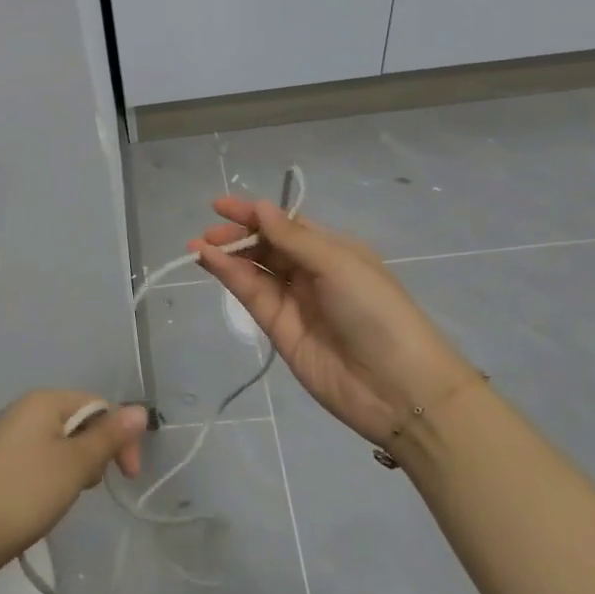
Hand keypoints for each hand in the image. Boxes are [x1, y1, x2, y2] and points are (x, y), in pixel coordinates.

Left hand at [0, 390, 146, 582]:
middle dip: (96, 453)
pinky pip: (40, 459)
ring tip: (66, 497)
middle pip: (80, 422)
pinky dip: (52, 477)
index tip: (127, 477)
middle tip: (89, 488)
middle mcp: (26, 410)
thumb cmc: (22, 493)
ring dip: (75, 468)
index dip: (120, 437)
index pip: (99, 405)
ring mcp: (9, 436)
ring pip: (61, 444)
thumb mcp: (74, 465)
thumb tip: (140, 409)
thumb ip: (108, 437)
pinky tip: (45, 502)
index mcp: (44, 400)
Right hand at [193, 199, 476, 445]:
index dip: (255, 214)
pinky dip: (231, 277)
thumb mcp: (338, 265)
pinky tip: (211, 262)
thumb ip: (293, 238)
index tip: (220, 206)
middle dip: (237, 236)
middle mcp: (312, 272)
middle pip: (267, 247)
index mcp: (334, 250)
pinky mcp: (279, 330)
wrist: (396, 387)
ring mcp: (295, 302)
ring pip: (255, 270)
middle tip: (207, 234)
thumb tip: (260, 206)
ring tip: (198, 246)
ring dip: (228, 256)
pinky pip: (252, 295)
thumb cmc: (376, 311)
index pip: (287, 225)